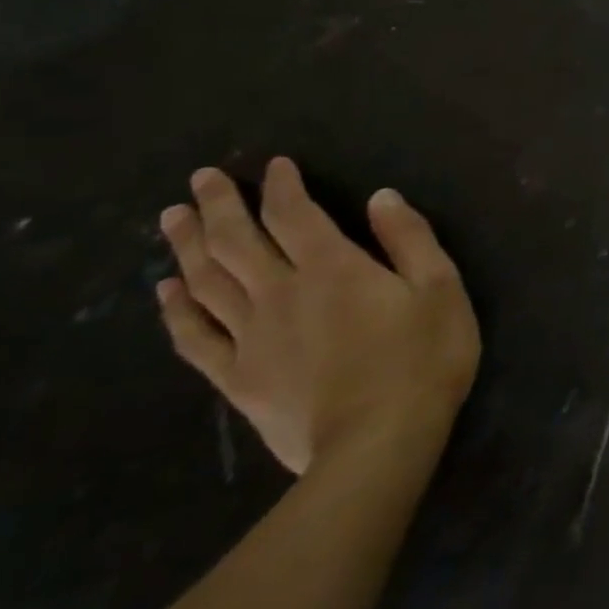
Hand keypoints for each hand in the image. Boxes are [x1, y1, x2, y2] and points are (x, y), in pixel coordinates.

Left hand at [155, 159, 480, 474]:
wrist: (379, 443)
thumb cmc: (423, 357)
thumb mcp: (440, 287)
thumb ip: (410, 238)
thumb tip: (380, 198)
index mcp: (333, 268)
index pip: (295, 214)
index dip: (281, 186)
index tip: (274, 164)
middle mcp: (281, 293)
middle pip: (237, 242)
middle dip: (219, 205)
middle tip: (200, 178)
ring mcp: (252, 338)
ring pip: (206, 282)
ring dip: (186, 246)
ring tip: (172, 218)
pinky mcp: (238, 378)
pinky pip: (195, 337)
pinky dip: (177, 309)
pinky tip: (167, 291)